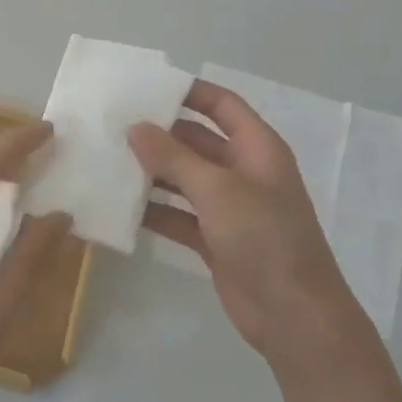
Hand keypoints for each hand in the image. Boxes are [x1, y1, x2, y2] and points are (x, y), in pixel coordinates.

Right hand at [129, 80, 367, 367]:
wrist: (293, 314)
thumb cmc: (264, 238)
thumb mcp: (216, 190)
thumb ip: (173, 157)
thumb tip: (135, 127)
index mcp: (257, 149)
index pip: (223, 106)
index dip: (190, 92)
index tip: (146, 86)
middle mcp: (243, 173)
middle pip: (197, 142)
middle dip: (159, 135)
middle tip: (113, 126)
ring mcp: (229, 208)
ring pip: (183, 179)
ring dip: (151, 173)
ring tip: (107, 162)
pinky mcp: (215, 238)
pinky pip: (178, 215)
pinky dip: (154, 210)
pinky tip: (120, 206)